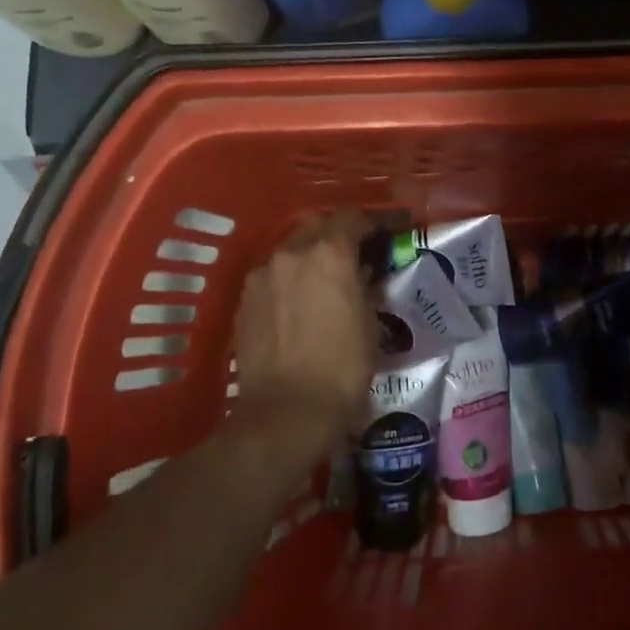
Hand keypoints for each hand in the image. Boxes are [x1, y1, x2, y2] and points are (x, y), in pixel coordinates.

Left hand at [233, 211, 376, 445]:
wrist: (286, 411)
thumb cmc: (342, 368)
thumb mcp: (370, 323)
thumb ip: (366, 286)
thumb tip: (363, 274)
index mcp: (330, 253)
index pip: (353, 217)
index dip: (372, 222)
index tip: (385, 233)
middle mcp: (292, 252)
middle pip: (317, 224)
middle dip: (336, 233)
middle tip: (353, 254)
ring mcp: (263, 274)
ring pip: (290, 248)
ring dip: (309, 255)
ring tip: (323, 280)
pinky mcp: (244, 299)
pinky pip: (272, 275)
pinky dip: (288, 279)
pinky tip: (297, 303)